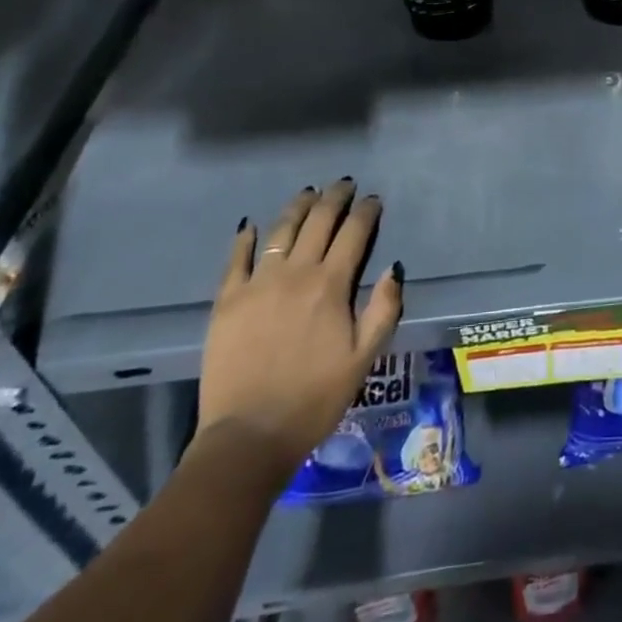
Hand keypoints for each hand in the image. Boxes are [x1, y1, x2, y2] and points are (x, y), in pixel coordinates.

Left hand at [195, 179, 402, 480]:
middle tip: (344, 184)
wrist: (249, 437)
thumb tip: (395, 266)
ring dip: (298, 207)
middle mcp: (296, 273)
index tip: (373, 199)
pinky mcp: (227, 301)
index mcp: (331, 285)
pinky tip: (250, 226)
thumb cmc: (315, 399)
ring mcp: (258, 284)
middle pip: (318, 222)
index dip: (366, 211)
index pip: (354, 233)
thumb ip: (384, 309)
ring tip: (309, 193)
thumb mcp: (364, 358)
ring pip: (281, 231)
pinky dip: (245, 238)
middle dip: (335, 198)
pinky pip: (237, 259)